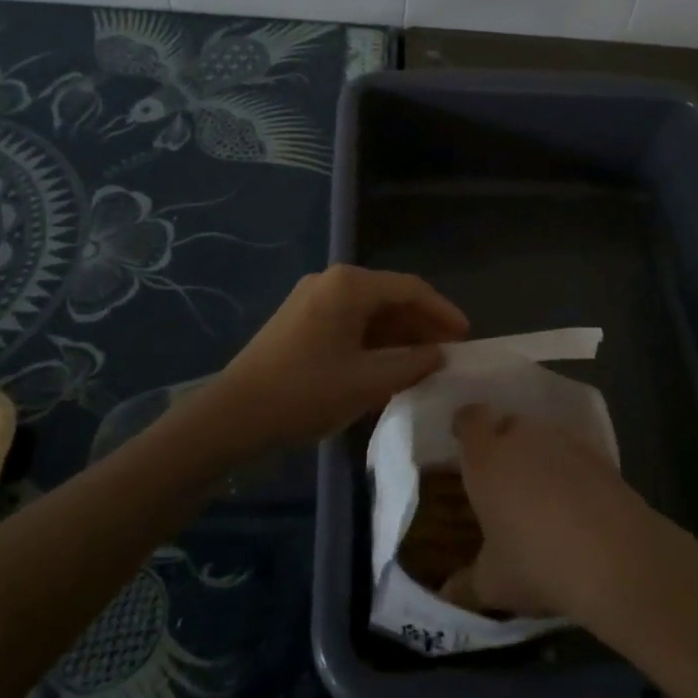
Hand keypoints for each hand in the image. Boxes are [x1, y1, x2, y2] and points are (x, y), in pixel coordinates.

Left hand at [199, 265, 467, 453]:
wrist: (232, 416)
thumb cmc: (305, 393)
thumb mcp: (366, 382)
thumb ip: (411, 365)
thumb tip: (440, 355)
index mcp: (349, 285)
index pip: (410, 289)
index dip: (442, 311)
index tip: (466, 337)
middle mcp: (331, 282)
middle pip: (389, 297)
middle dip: (420, 325)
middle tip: (447, 354)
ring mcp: (311, 299)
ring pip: (368, 311)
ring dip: (397, 335)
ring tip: (423, 364)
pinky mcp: (299, 320)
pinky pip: (348, 322)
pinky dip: (372, 341)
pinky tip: (386, 367)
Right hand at [443, 404, 697, 625]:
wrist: (615, 556)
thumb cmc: (537, 563)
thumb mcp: (493, 583)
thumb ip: (466, 584)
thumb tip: (447, 594)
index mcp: (486, 457)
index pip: (469, 419)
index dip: (465, 425)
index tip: (462, 439)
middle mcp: (521, 437)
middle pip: (507, 424)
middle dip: (502, 443)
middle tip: (501, 478)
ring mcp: (563, 440)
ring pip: (542, 436)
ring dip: (537, 455)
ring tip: (540, 493)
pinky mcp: (598, 453)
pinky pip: (573, 452)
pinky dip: (569, 468)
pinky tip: (575, 503)